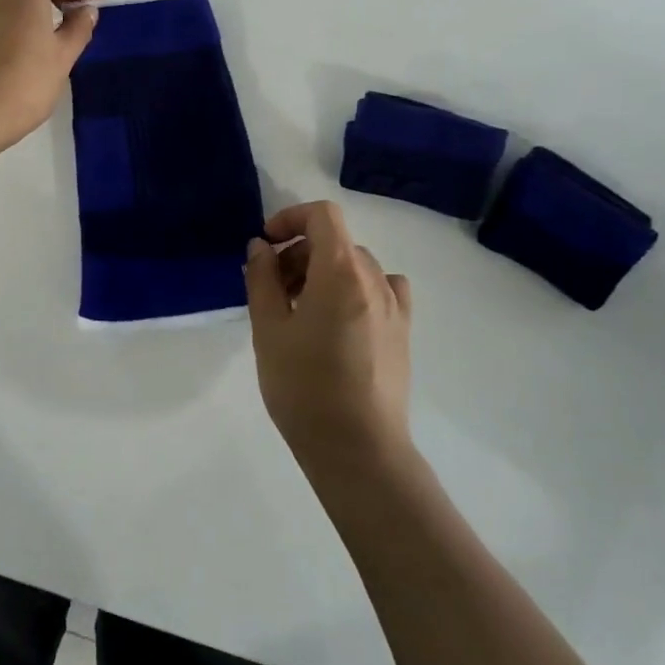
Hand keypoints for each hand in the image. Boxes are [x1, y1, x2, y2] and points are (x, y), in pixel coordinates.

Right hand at [244, 201, 414, 476]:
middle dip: (299, 253)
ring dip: (324, 273)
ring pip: (356, 266)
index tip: (266, 245)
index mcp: (341, 272)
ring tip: (300, 311)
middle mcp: (374, 279)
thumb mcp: (268, 329)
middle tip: (272, 289)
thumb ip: (262, 279)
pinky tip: (340, 321)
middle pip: (336, 242)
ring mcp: (394, 306)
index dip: (290, 218)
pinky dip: (356, 290)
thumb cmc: (304, 386)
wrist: (358, 448)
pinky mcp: (403, 332)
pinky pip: (381, 290)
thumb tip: (261, 247)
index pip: (323, 216)